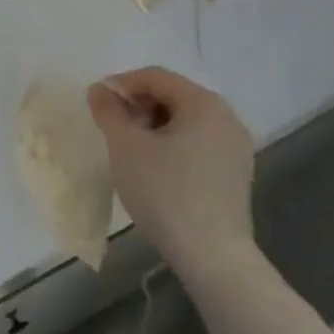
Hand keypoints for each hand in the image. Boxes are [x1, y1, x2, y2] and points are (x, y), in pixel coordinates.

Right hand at [87, 67, 256, 291]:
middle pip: (172, 96)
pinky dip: (172, 146)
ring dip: (153, 127)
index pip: (155, 76)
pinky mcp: (235, 174)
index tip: (98, 104)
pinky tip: (155, 170)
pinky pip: (197, 144)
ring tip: (131, 152)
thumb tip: (100, 89)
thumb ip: (109, 111)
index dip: (122, 84)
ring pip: (185, 121)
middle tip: (114, 130)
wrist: (213, 257)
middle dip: (138, 107)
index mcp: (204, 103)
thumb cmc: (166, 192)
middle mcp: (226, 118)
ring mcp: (235, 148)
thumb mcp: (126, 147)